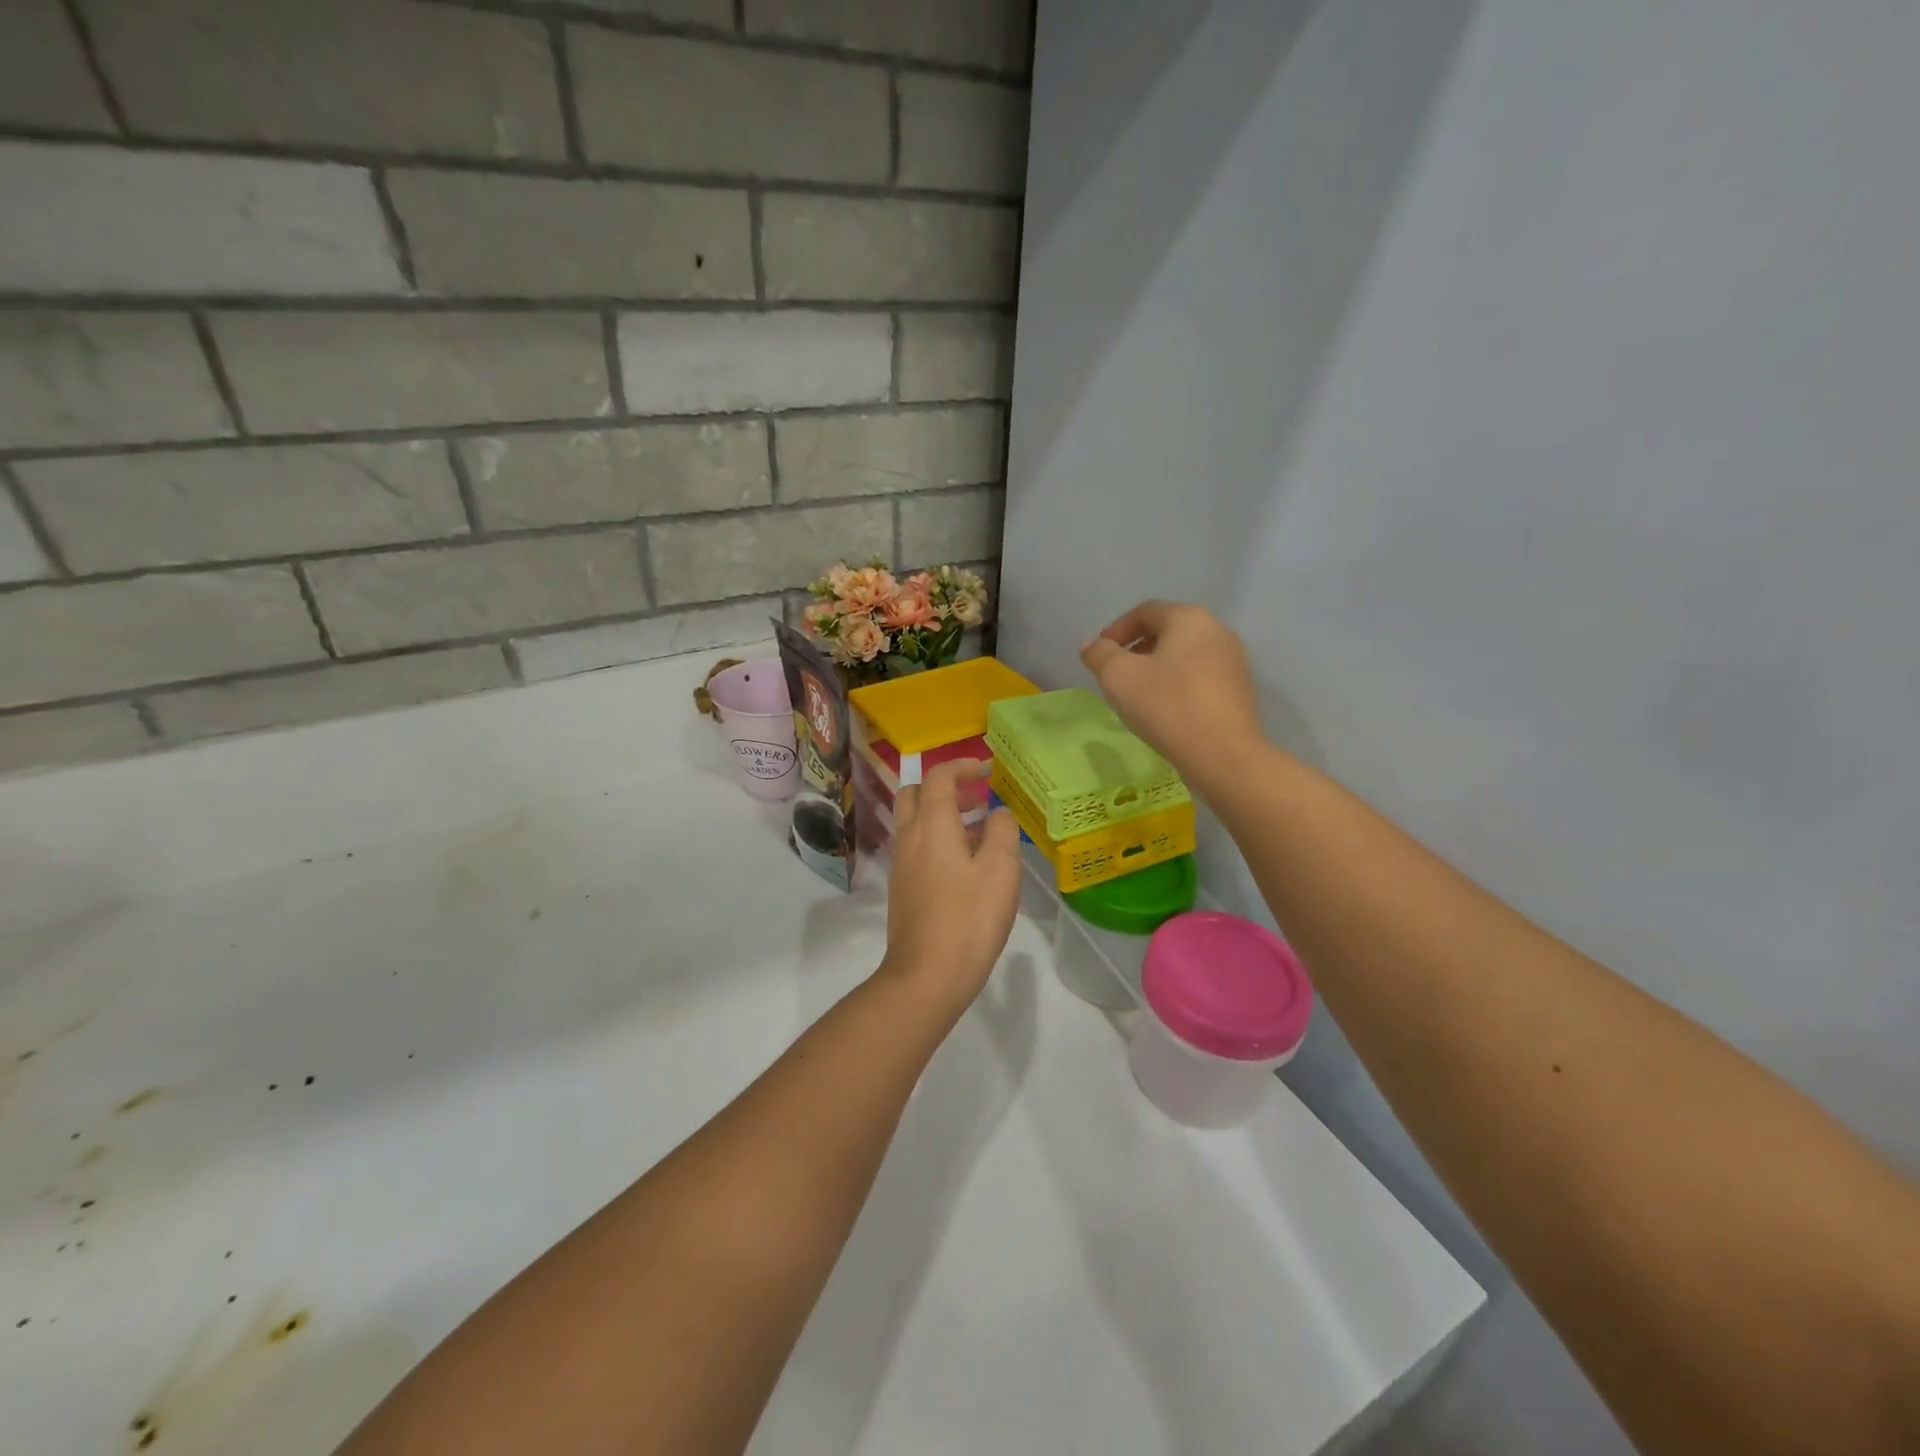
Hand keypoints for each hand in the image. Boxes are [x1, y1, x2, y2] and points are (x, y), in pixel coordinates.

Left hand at [880, 761, 1022, 1009]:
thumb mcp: (1001, 870)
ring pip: (914, 823)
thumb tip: (997, 813)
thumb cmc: (969, 917)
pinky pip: (916, 849)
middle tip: (977, 800)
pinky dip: (936, 841)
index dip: (961, 766)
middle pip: (915, 794)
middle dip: (945, 788)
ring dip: (942, 816)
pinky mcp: (901, 890)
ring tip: (979, 834)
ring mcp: (900, 865)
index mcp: (931, 825)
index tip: (986, 770)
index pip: (937, 777)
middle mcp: (909, 838)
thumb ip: (1002, 832)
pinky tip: (965, 867)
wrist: (926, 975)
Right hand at [1081, 601, 1266, 790]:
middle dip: (1137, 648)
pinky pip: (1201, 676)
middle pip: (1168, 631)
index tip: (1100, 654)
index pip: (1146, 611)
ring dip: (1158, 668)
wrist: (1223, 754)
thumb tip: (1092, 645)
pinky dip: (1178, 684)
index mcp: (1189, 618)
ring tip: (1138, 694)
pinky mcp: (1240, 690)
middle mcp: (1217, 631)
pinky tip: (1166, 709)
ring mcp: (1234, 661)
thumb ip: (1100, 654)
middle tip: (1116, 674)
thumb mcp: (1118, 677)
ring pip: (1185, 655)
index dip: (1117, 629)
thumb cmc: (1167, 706)